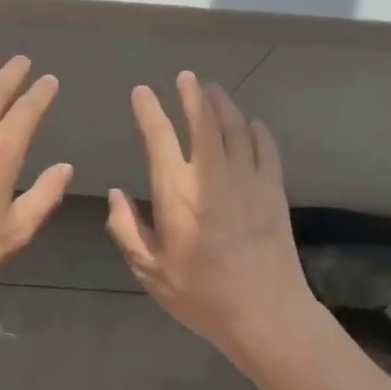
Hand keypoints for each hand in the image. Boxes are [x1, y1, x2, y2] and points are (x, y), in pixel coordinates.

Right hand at [107, 73, 316, 360]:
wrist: (265, 312)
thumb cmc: (200, 294)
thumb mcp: (150, 269)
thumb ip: (127, 229)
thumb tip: (117, 195)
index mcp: (176, 191)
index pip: (159, 137)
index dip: (148, 110)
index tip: (142, 92)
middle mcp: (211, 174)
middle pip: (204, 120)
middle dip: (192, 94)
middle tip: (186, 77)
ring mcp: (248, 178)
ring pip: (236, 127)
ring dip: (223, 104)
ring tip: (213, 90)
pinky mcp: (273, 190)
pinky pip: (265, 148)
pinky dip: (257, 130)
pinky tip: (252, 124)